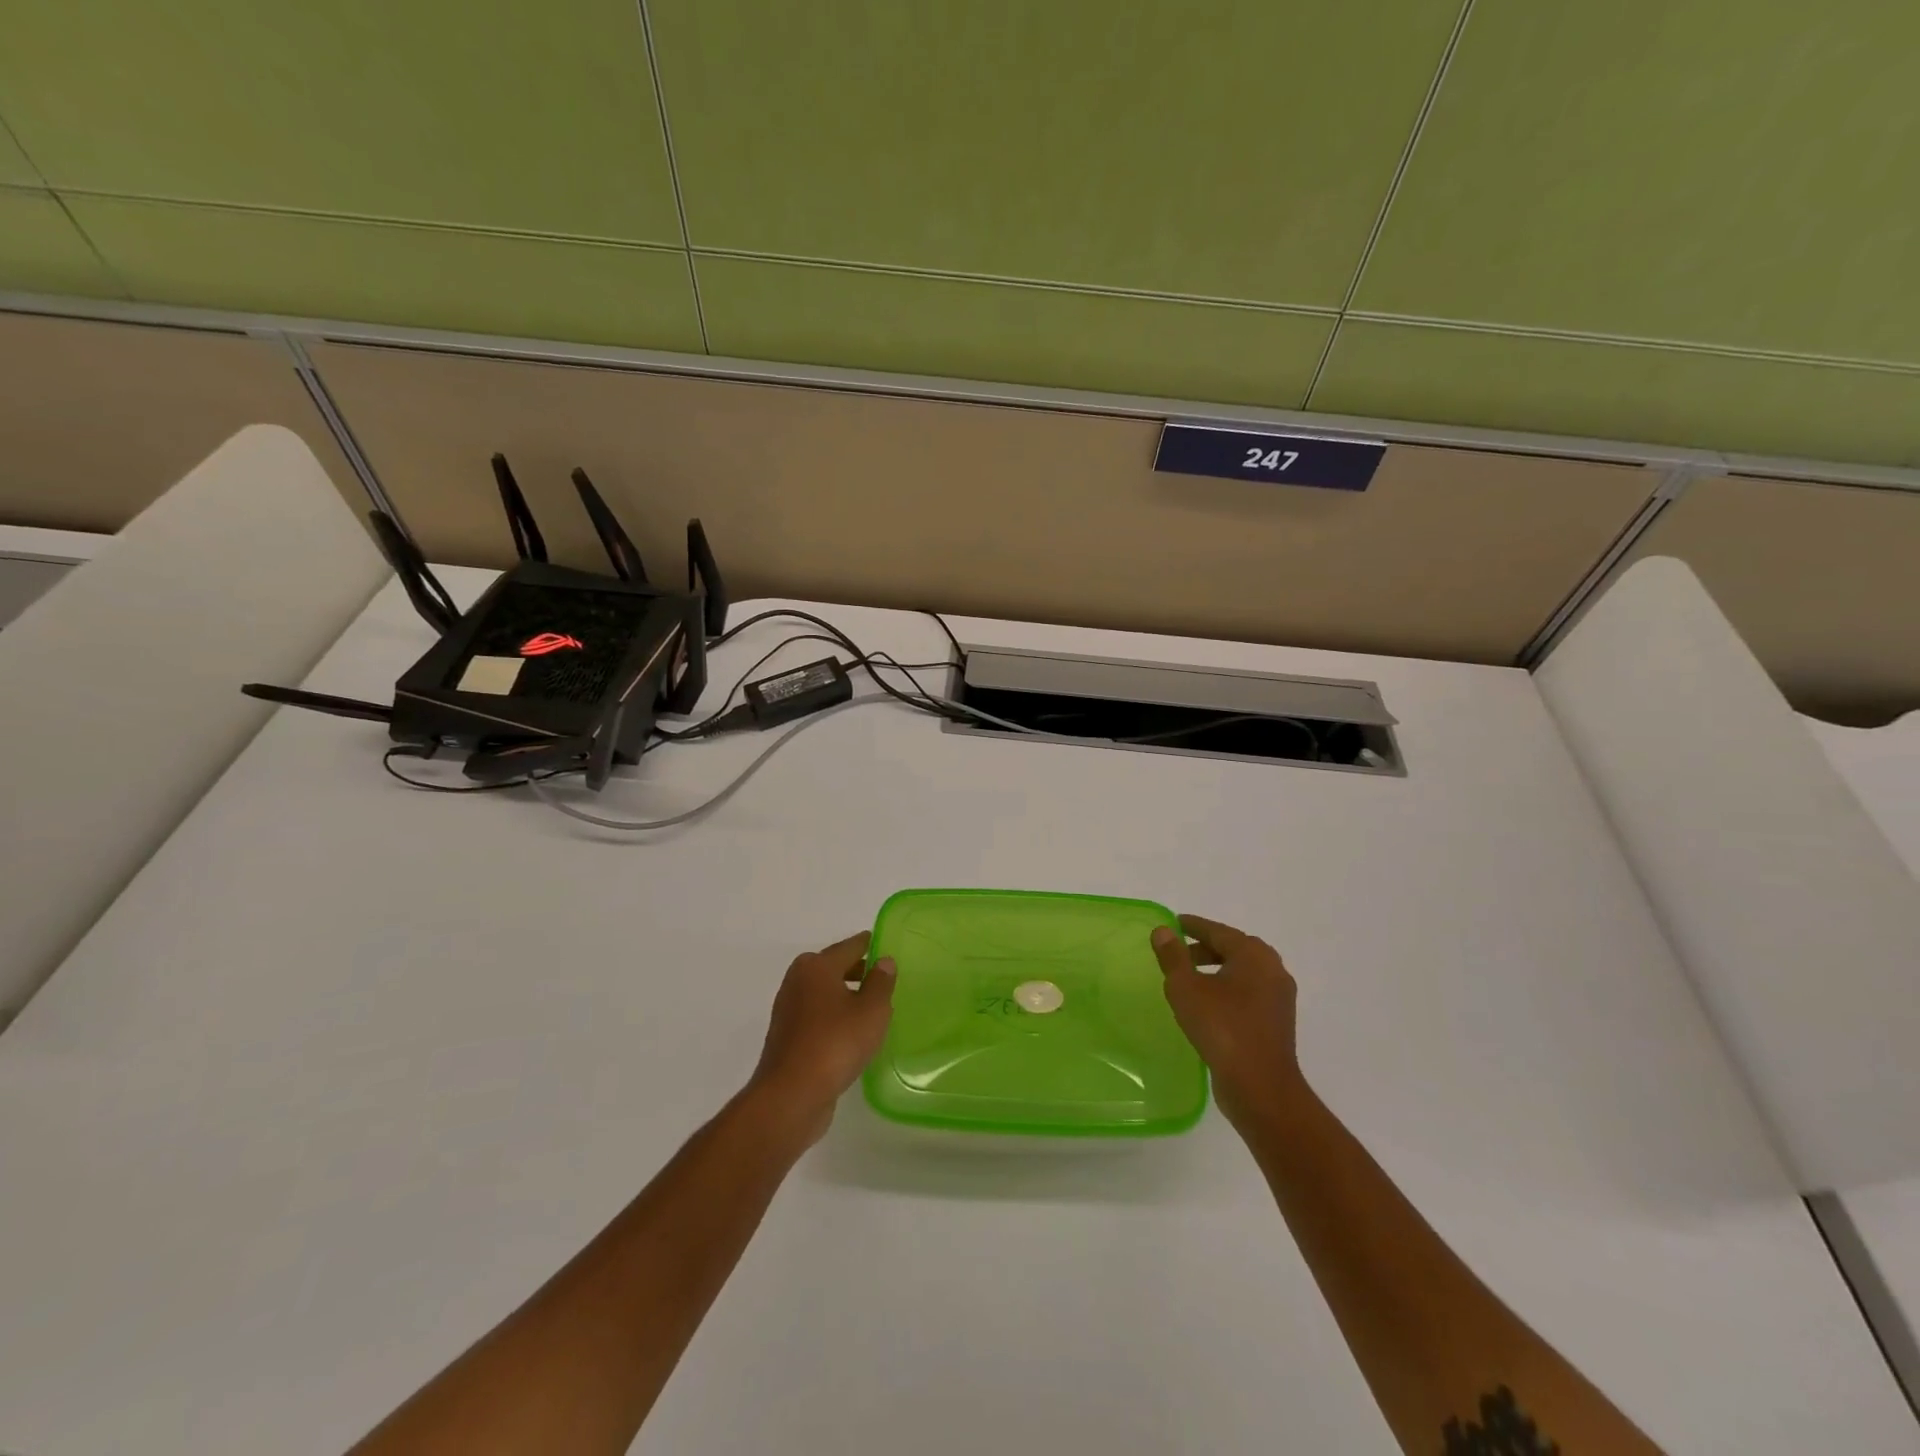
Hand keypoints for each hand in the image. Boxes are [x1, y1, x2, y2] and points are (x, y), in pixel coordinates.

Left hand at [745, 931, 895, 1144]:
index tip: (887, 947)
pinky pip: (816, 1015)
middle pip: (834, 967)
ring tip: (872, 1008)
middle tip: (884, 979)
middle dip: (857, 971)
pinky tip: (850, 1033)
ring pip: (824, 992)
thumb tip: (884, 961)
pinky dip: (833, 1016)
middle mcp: (798, 980)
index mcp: (817, 966)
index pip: (851, 946)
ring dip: (845, 996)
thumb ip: (881, 982)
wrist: (791, 1094)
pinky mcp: (786, 1035)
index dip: (871, 945)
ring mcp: (788, 1008)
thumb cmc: (836, 1043)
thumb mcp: (872, 1010)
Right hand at [1151, 915, 1304, 1128]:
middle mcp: (1272, 970)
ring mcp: (1279, 998)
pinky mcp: (1277, 1022)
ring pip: (1242, 972)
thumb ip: (1173, 956)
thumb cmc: (1221, 1028)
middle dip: (1205, 947)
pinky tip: (1208, 1004)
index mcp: (1253, 955)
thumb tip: (1163, 931)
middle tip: (1178, 952)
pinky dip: (1228, 989)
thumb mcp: (1186, 988)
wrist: (1261, 1087)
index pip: (1218, 931)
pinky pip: (1248, 993)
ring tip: (1189, 979)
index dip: (1194, 926)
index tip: (1174, 923)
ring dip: (1216, 969)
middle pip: (1234, 949)